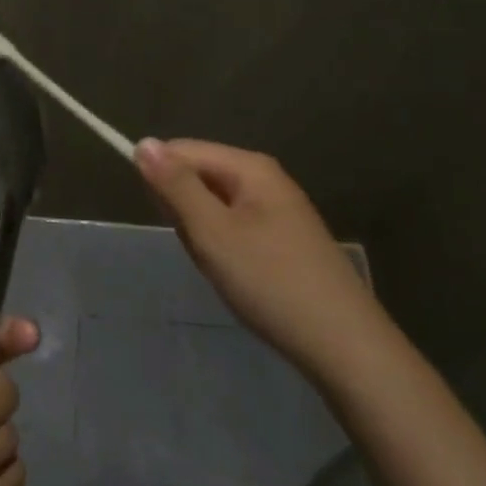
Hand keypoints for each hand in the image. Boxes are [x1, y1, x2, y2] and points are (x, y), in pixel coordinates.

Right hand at [136, 138, 379, 358]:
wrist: (342, 343)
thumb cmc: (270, 281)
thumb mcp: (212, 232)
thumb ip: (176, 186)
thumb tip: (143, 142)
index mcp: (250, 167)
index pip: (182, 150)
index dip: (161, 180)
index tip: (165, 220)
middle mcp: (265, 179)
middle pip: (198, 177)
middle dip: (185, 213)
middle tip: (202, 249)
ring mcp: (277, 210)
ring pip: (212, 208)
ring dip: (203, 236)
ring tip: (220, 268)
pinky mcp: (282, 239)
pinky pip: (233, 229)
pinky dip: (223, 250)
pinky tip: (237, 277)